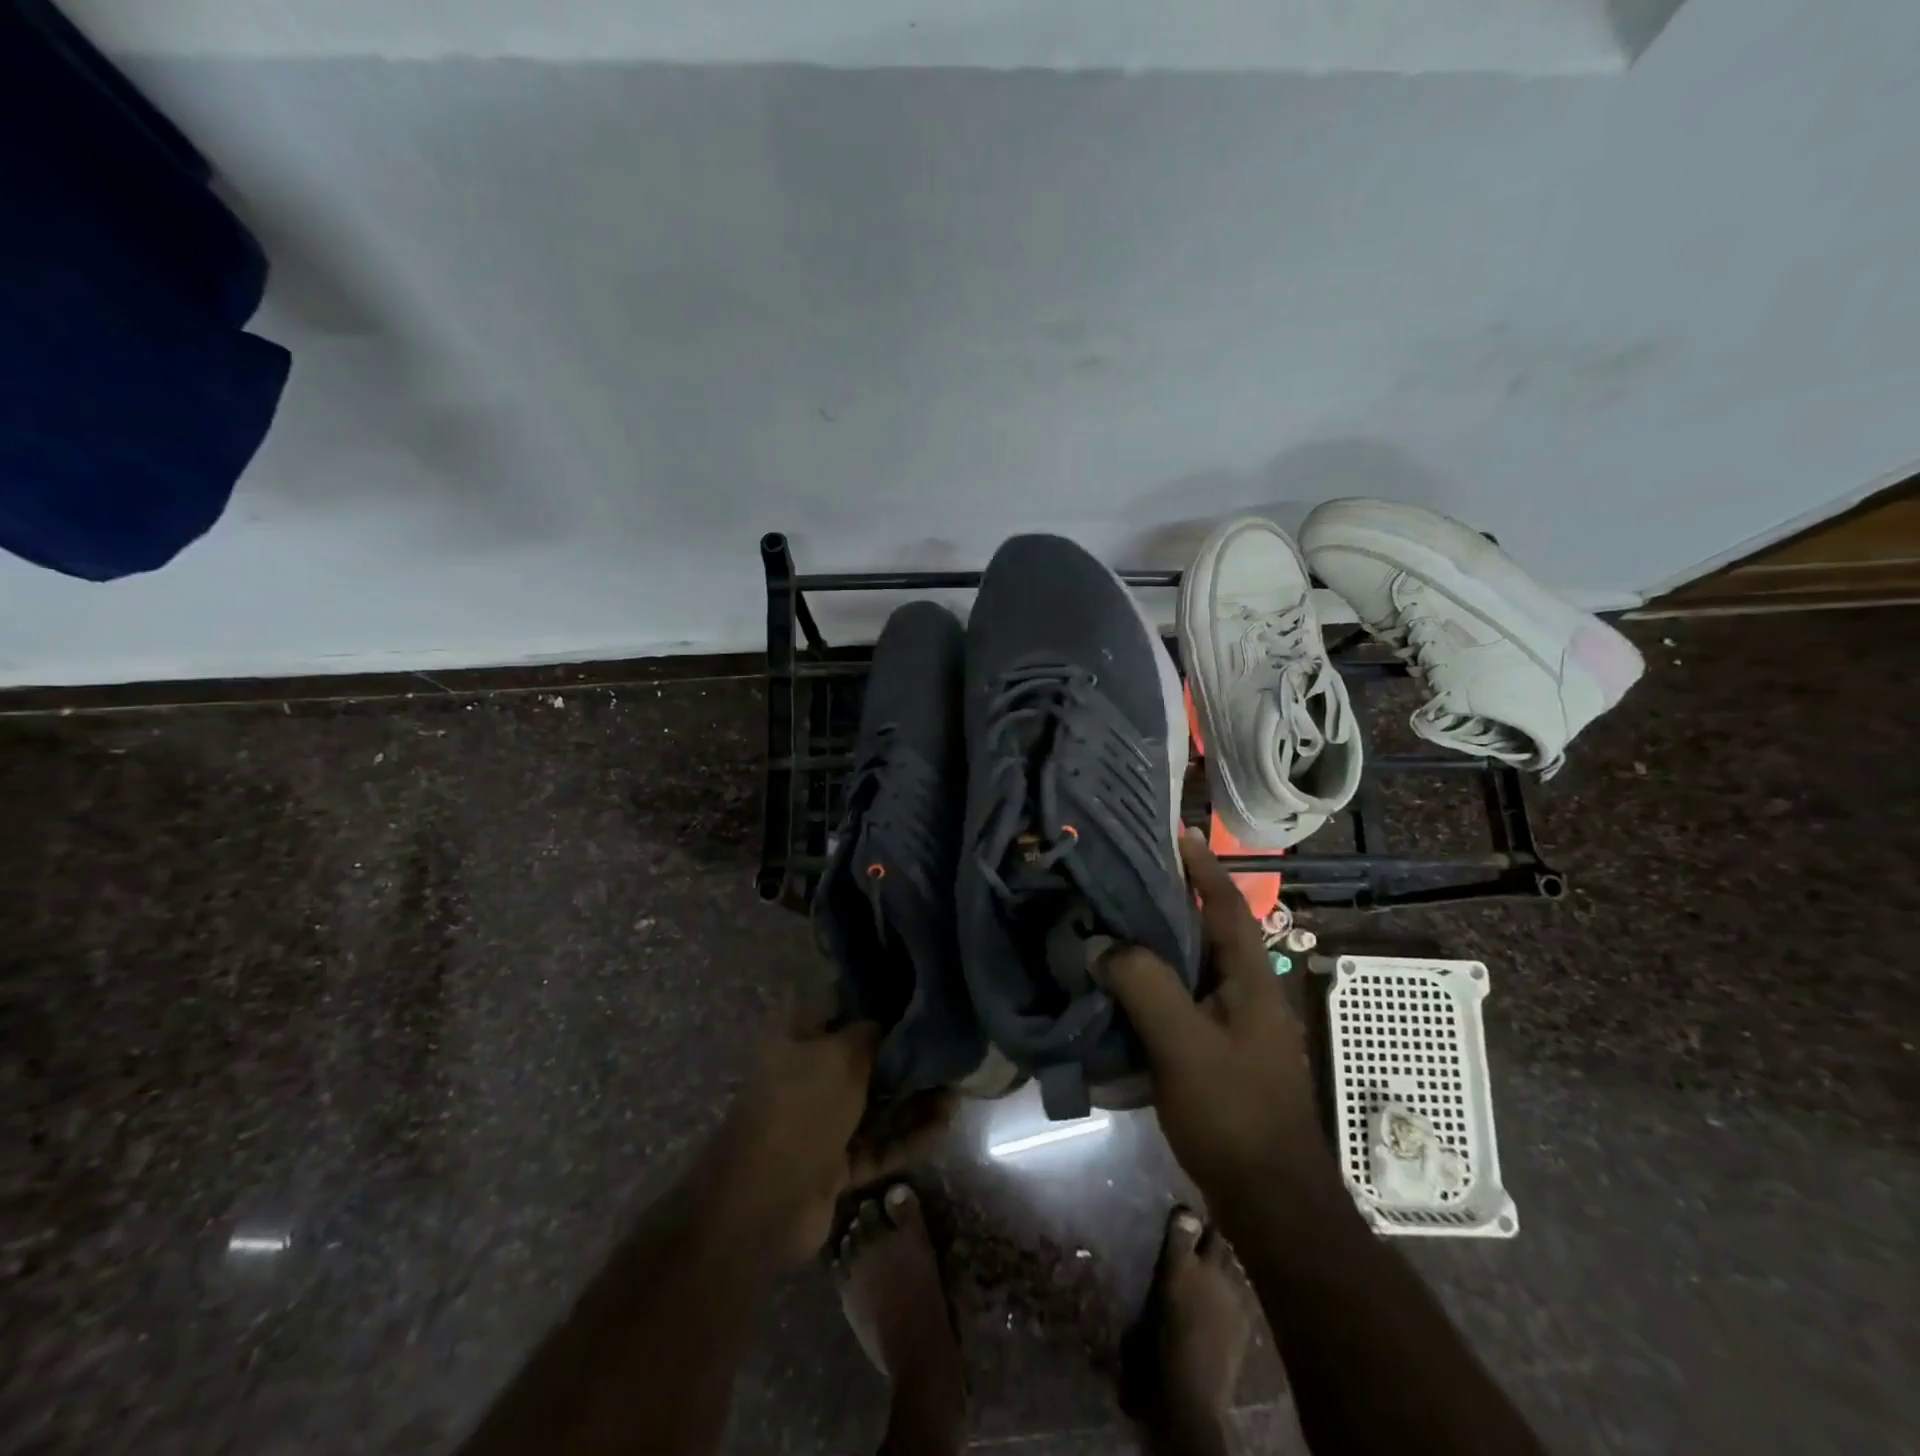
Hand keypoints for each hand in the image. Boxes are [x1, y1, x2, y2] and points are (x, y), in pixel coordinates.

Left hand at [708, 1007, 951, 1266]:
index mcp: (795, 1038)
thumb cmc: (801, 1108)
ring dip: (913, 1098)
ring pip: (873, 1103)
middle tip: (948, 1047)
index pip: (840, 1005)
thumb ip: (871, 1033)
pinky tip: (944, 1126)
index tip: (918, 995)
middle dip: (904, 1054)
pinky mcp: (833, 1164)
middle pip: (862, 1057)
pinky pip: (876, 1144)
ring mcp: (818, 1123)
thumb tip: (894, 1019)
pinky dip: (907, 1137)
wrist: (764, 1205)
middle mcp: (806, 1075)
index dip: (877, 999)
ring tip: (957, 1089)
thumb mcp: (840, 1055)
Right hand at [1102, 828, 1325, 1213]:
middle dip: (1174, 898)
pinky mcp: (1220, 1051)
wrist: (1270, 1199)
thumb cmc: (1233, 1111)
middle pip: (1209, 929)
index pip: (1227, 904)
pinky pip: (1184, 999)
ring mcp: (1237, 1024)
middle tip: (1127, 873)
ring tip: (1115, 920)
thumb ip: (1142, 984)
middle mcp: (1248, 991)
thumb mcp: (1183, 1042)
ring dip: (1160, 941)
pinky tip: (1122, 986)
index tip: (1177, 832)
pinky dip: (1156, 982)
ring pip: (1194, 966)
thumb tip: (1099, 943)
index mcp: (1250, 978)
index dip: (1203, 866)